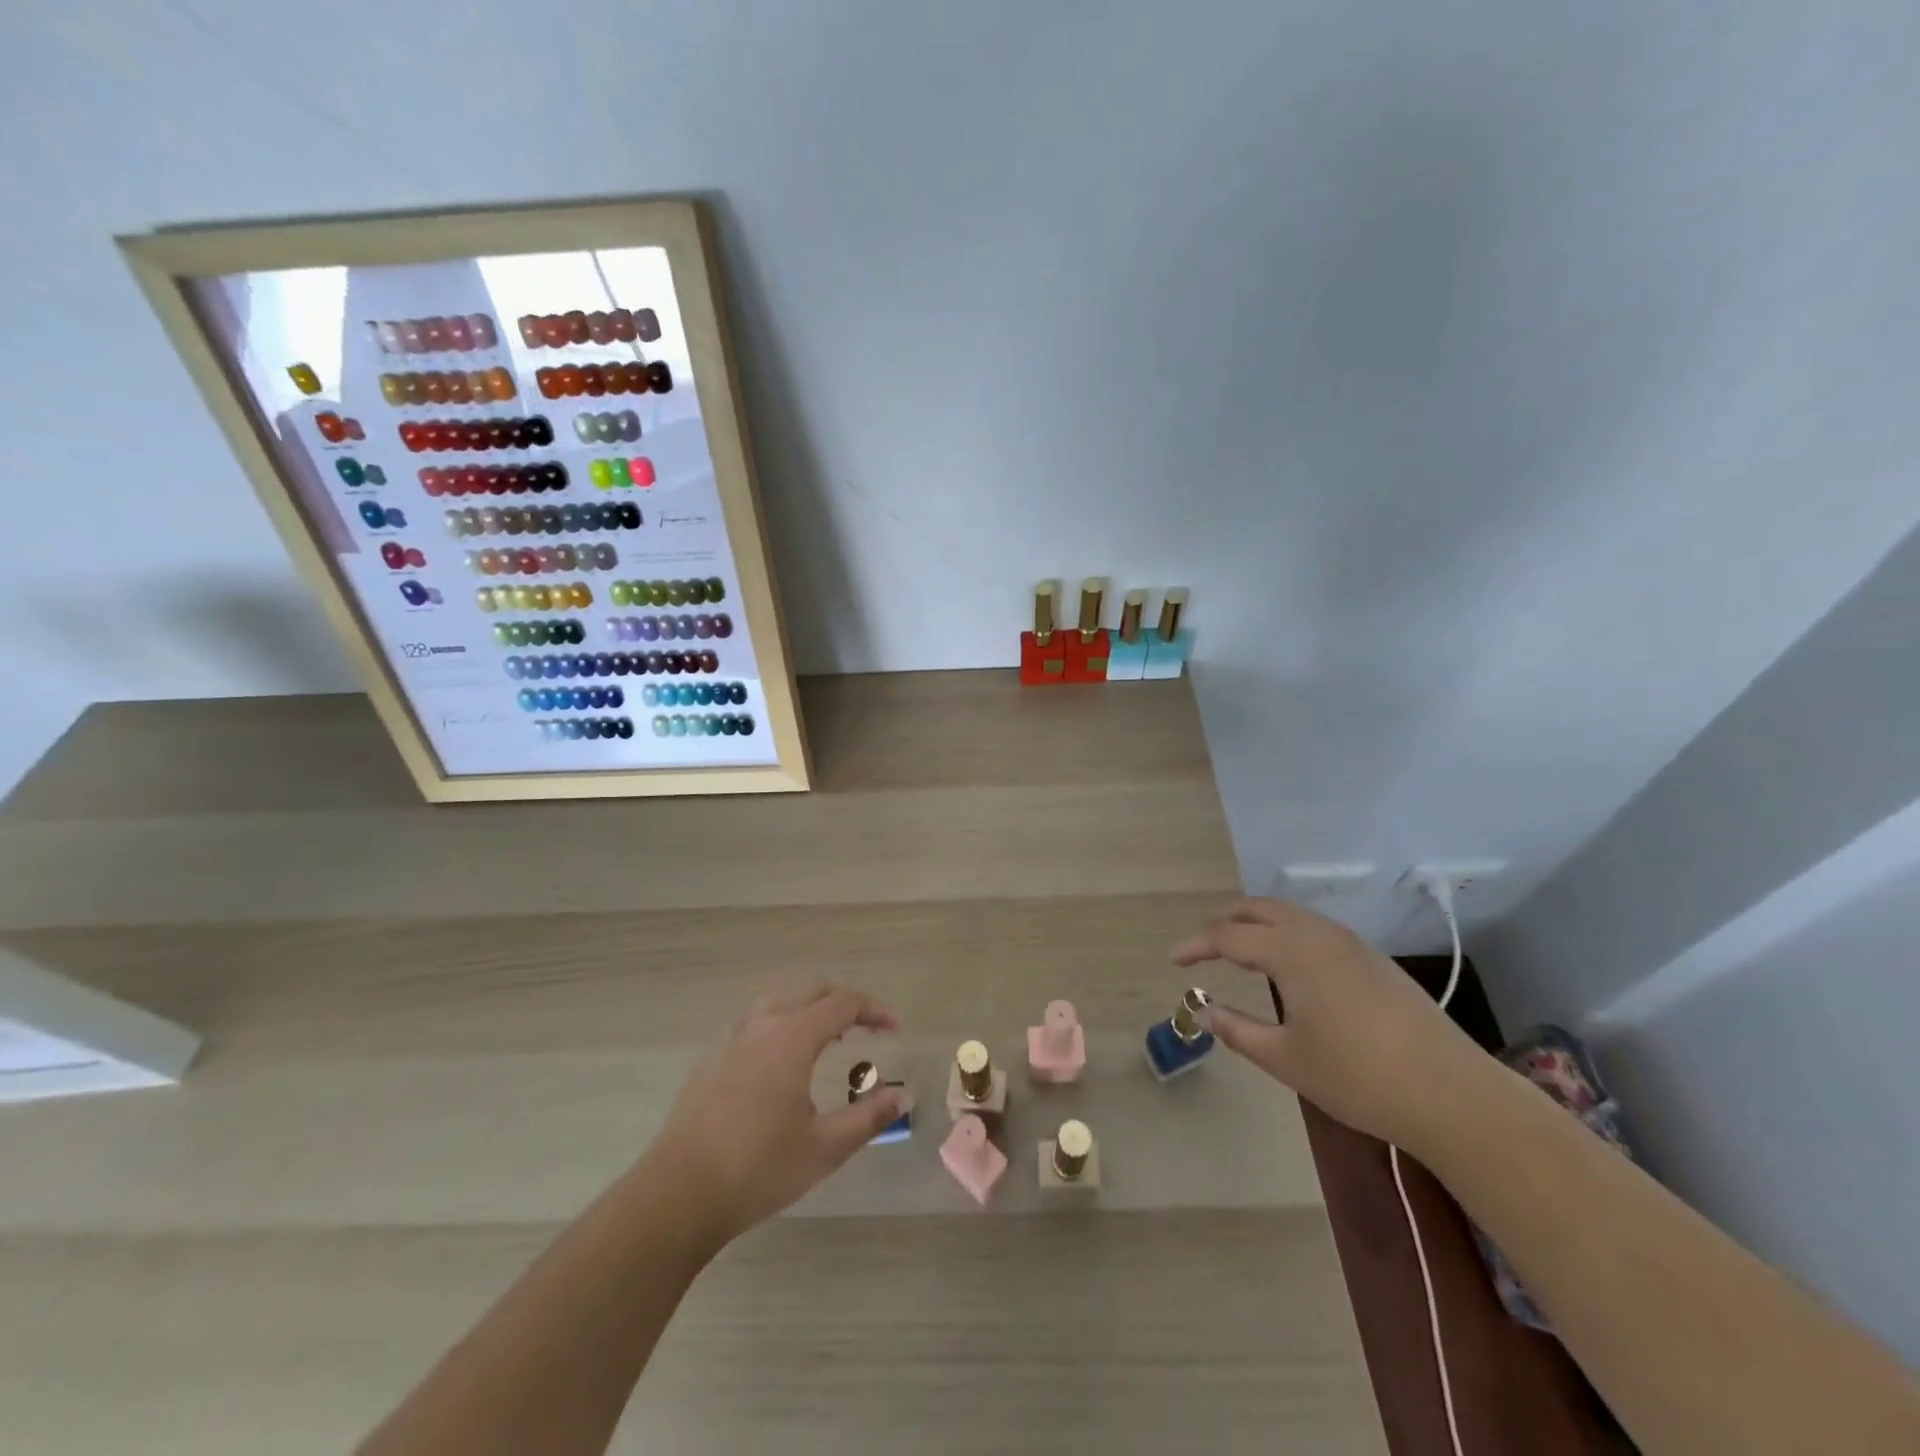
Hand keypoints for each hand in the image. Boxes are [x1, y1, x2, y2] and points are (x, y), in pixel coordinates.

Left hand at [642, 981, 905, 1243]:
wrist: (677, 1195)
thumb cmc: (757, 1169)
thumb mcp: (824, 1148)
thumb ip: (869, 1117)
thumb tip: (904, 1096)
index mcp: (792, 1036)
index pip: (843, 1003)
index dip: (875, 1010)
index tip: (896, 1028)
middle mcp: (762, 1024)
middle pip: (811, 990)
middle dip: (844, 1002)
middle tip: (866, 1029)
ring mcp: (732, 1039)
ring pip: (780, 1000)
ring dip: (810, 1008)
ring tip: (828, 1039)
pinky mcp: (712, 1059)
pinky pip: (756, 1021)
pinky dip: (783, 1023)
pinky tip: (784, 1063)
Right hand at [1172, 898, 1495, 1153]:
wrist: (1452, 1094)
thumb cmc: (1358, 1077)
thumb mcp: (1286, 1059)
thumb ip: (1237, 1030)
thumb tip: (1202, 1010)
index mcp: (1292, 951)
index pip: (1228, 936)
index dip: (1196, 945)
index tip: (1174, 959)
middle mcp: (1318, 934)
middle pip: (1259, 909)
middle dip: (1225, 922)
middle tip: (1203, 947)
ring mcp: (1351, 943)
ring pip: (1290, 914)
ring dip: (1256, 924)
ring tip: (1238, 952)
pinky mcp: (1373, 959)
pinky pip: (1314, 928)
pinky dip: (1286, 933)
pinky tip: (1287, 965)